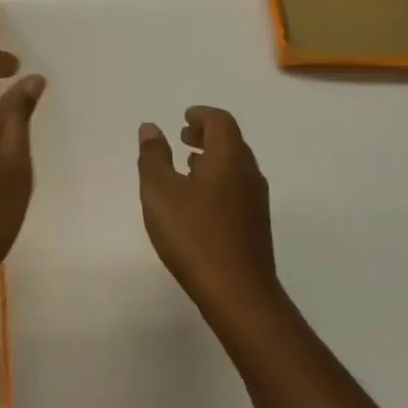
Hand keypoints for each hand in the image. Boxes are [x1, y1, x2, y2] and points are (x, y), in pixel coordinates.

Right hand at [137, 106, 281, 318]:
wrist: (238, 292)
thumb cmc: (194, 234)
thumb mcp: (160, 192)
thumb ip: (154, 156)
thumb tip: (151, 128)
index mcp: (229, 157)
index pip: (221, 121)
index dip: (202, 115)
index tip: (183, 118)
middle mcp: (248, 173)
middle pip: (232, 141)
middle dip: (207, 134)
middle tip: (183, 136)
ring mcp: (256, 200)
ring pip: (235, 166)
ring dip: (212, 158)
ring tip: (187, 165)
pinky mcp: (256, 224)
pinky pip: (237, 187)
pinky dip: (218, 180)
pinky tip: (199, 201)